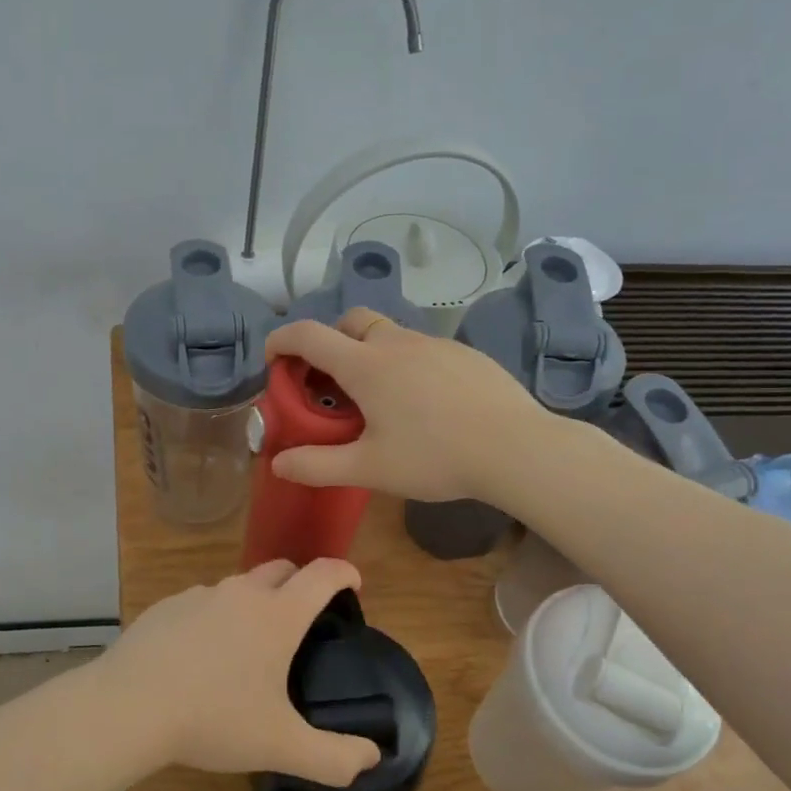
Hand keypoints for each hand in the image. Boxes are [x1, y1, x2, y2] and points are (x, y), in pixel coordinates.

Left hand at [106, 559, 382, 786]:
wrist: (130, 706)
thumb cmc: (214, 719)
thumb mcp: (280, 746)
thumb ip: (333, 757)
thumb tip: (372, 758)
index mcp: (277, 615)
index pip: (321, 575)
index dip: (343, 572)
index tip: (353, 582)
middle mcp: (241, 593)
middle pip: (281, 569)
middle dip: (299, 582)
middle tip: (303, 617)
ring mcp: (199, 595)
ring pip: (238, 587)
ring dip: (253, 603)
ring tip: (248, 646)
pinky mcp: (166, 606)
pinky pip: (201, 603)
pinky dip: (213, 618)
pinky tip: (200, 656)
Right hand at [264, 309, 544, 502]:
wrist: (517, 448)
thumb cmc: (435, 457)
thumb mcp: (370, 469)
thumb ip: (318, 466)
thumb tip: (278, 465)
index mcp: (366, 365)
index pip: (309, 335)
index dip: (282, 341)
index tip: (272, 359)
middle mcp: (397, 343)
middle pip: (351, 322)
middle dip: (330, 341)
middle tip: (329, 382)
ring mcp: (435, 345)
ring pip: (389, 334)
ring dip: (369, 353)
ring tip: (377, 399)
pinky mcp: (465, 355)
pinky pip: (422, 348)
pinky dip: (405, 363)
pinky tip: (423, 403)